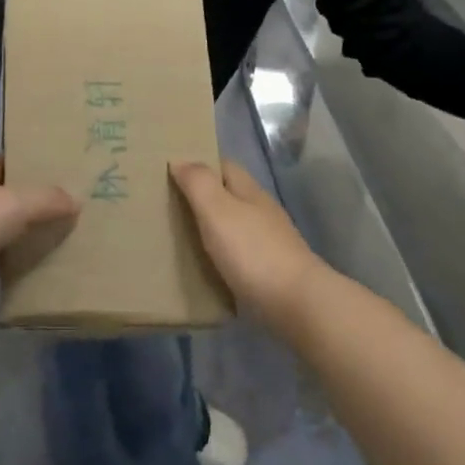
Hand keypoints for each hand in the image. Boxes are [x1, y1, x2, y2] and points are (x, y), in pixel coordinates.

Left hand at [0, 159, 76, 311]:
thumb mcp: (10, 206)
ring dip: (10, 228)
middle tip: (59, 206)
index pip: (2, 162)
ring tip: (44, 237)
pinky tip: (14, 266)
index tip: (53, 166)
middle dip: (23, 197)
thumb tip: (75, 199)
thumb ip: (44, 200)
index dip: (25, 161)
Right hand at [169, 160, 328, 329]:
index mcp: (249, 191)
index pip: (223, 165)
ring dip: (211, 227)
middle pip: (229, 194)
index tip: (170, 171)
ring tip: (180, 236)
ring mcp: (269, 242)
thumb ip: (198, 183)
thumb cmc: (253, 252)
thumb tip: (179, 159)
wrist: (297, 305)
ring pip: (234, 224)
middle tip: (167, 205)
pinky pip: (239, 253)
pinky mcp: (271, 271)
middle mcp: (261, 211)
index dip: (199, 164)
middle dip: (202, 197)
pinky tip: (206, 265)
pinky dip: (221, 254)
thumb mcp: (217, 210)